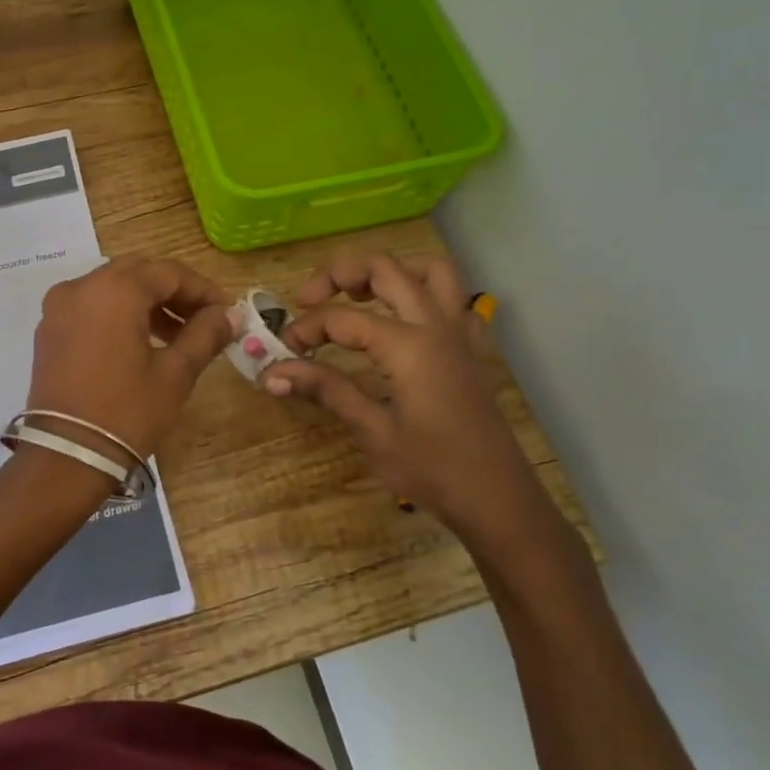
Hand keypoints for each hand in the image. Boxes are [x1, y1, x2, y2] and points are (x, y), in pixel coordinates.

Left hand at [26, 256, 235, 461]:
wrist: (67, 456)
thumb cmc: (127, 412)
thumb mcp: (175, 374)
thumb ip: (204, 335)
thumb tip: (229, 314)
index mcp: (115, 290)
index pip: (168, 273)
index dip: (201, 289)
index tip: (225, 311)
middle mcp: (82, 287)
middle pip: (137, 273)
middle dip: (172, 292)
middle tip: (201, 320)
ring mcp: (59, 307)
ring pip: (111, 287)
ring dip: (145, 302)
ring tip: (174, 336)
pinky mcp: (49, 330)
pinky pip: (90, 305)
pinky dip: (117, 312)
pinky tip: (138, 342)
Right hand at [265, 251, 551, 550]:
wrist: (498, 501)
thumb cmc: (432, 470)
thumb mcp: (372, 431)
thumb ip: (325, 389)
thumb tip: (271, 372)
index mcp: (408, 345)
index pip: (342, 318)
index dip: (306, 328)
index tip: (283, 351)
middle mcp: (435, 325)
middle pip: (385, 268)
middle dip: (339, 274)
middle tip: (308, 298)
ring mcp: (459, 332)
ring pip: (430, 269)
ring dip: (391, 271)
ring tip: (358, 294)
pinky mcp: (470, 348)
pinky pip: (455, 299)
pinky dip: (426, 292)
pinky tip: (406, 317)